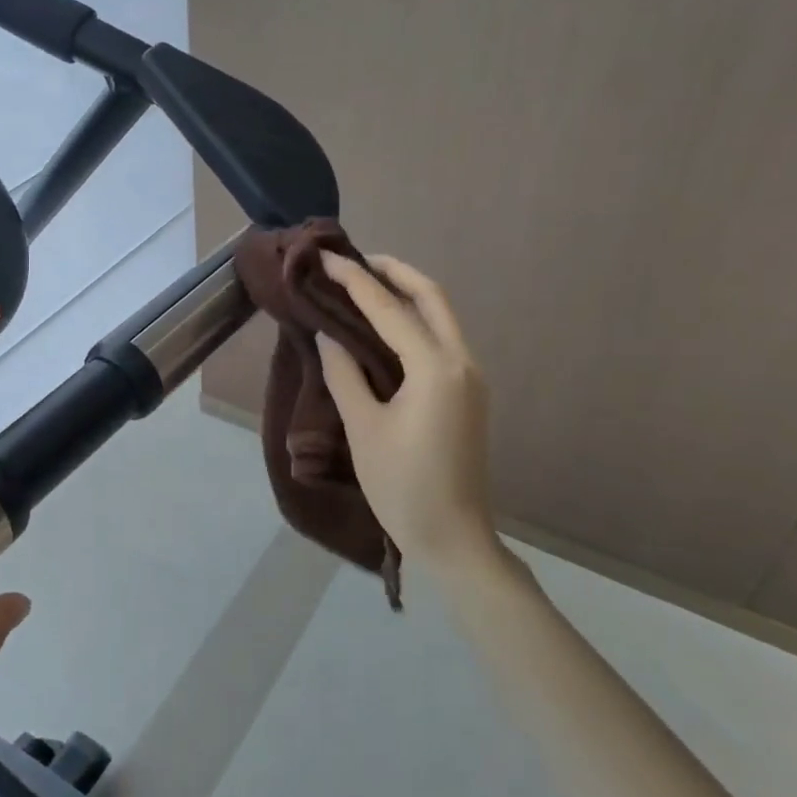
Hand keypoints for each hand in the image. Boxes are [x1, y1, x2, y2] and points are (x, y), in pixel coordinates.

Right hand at [316, 253, 504, 574]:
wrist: (453, 538)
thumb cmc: (401, 485)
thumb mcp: (364, 428)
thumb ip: (344, 374)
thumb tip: (328, 335)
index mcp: (435, 368)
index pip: (388, 308)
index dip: (353, 280)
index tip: (325, 257)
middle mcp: (461, 362)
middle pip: (431, 297)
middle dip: (393, 271)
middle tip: (354, 260)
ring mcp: (470, 377)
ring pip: (441, 315)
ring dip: (406, 293)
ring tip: (364, 284)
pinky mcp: (468, 392)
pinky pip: (441, 339)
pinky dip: (414, 320)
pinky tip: (386, 325)